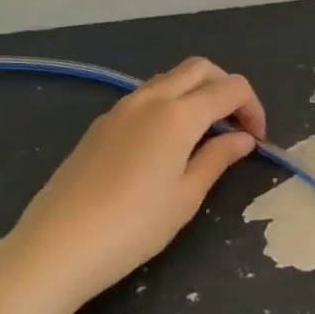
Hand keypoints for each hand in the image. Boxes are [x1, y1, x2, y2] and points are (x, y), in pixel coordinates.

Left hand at [0, 57, 266, 306]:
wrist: (57, 245)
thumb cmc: (133, 226)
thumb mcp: (186, 197)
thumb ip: (217, 158)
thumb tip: (242, 138)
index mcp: (178, 114)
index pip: (231, 88)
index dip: (253, 108)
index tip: (258, 140)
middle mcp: (151, 98)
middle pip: (200, 69)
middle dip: (226, 88)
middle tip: (236, 125)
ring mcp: (121, 107)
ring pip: (170, 78)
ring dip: (196, 92)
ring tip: (204, 134)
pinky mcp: (101, 124)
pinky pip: (146, 96)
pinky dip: (169, 104)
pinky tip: (167, 143)